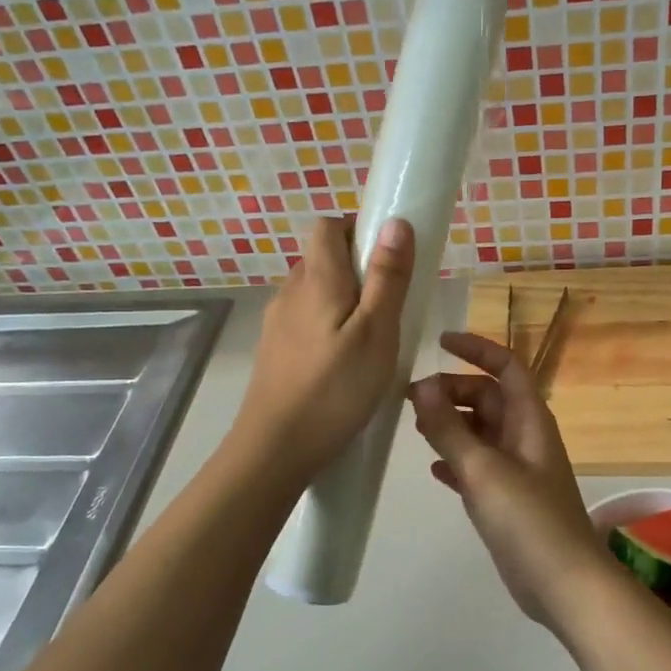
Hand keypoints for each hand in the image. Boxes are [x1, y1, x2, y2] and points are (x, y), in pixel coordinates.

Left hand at [234, 215, 413, 477]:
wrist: (275, 449)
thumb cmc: (335, 389)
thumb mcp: (377, 332)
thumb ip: (387, 277)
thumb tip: (395, 221)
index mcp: (317, 279)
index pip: (328, 226)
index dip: (358, 231)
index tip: (388, 261)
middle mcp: (291, 292)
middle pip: (322, 258)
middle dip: (358, 269)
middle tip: (390, 306)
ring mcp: (277, 323)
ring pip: (314, 292)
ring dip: (344, 301)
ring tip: (371, 340)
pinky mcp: (274, 351)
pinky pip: (305, 321)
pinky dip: (328, 327)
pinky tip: (344, 364)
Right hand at [408, 332, 617, 626]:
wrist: (563, 584)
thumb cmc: (528, 519)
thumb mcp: (484, 469)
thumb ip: (450, 427)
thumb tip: (422, 384)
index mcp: (529, 419)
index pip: (506, 367)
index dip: (476, 349)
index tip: (439, 342)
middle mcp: (524, 437)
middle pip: (487, 398)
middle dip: (453, 390)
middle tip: (410, 398)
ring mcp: (516, 469)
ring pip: (480, 432)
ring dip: (451, 424)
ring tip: (415, 426)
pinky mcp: (507, 499)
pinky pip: (477, 466)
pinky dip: (456, 460)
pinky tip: (433, 469)